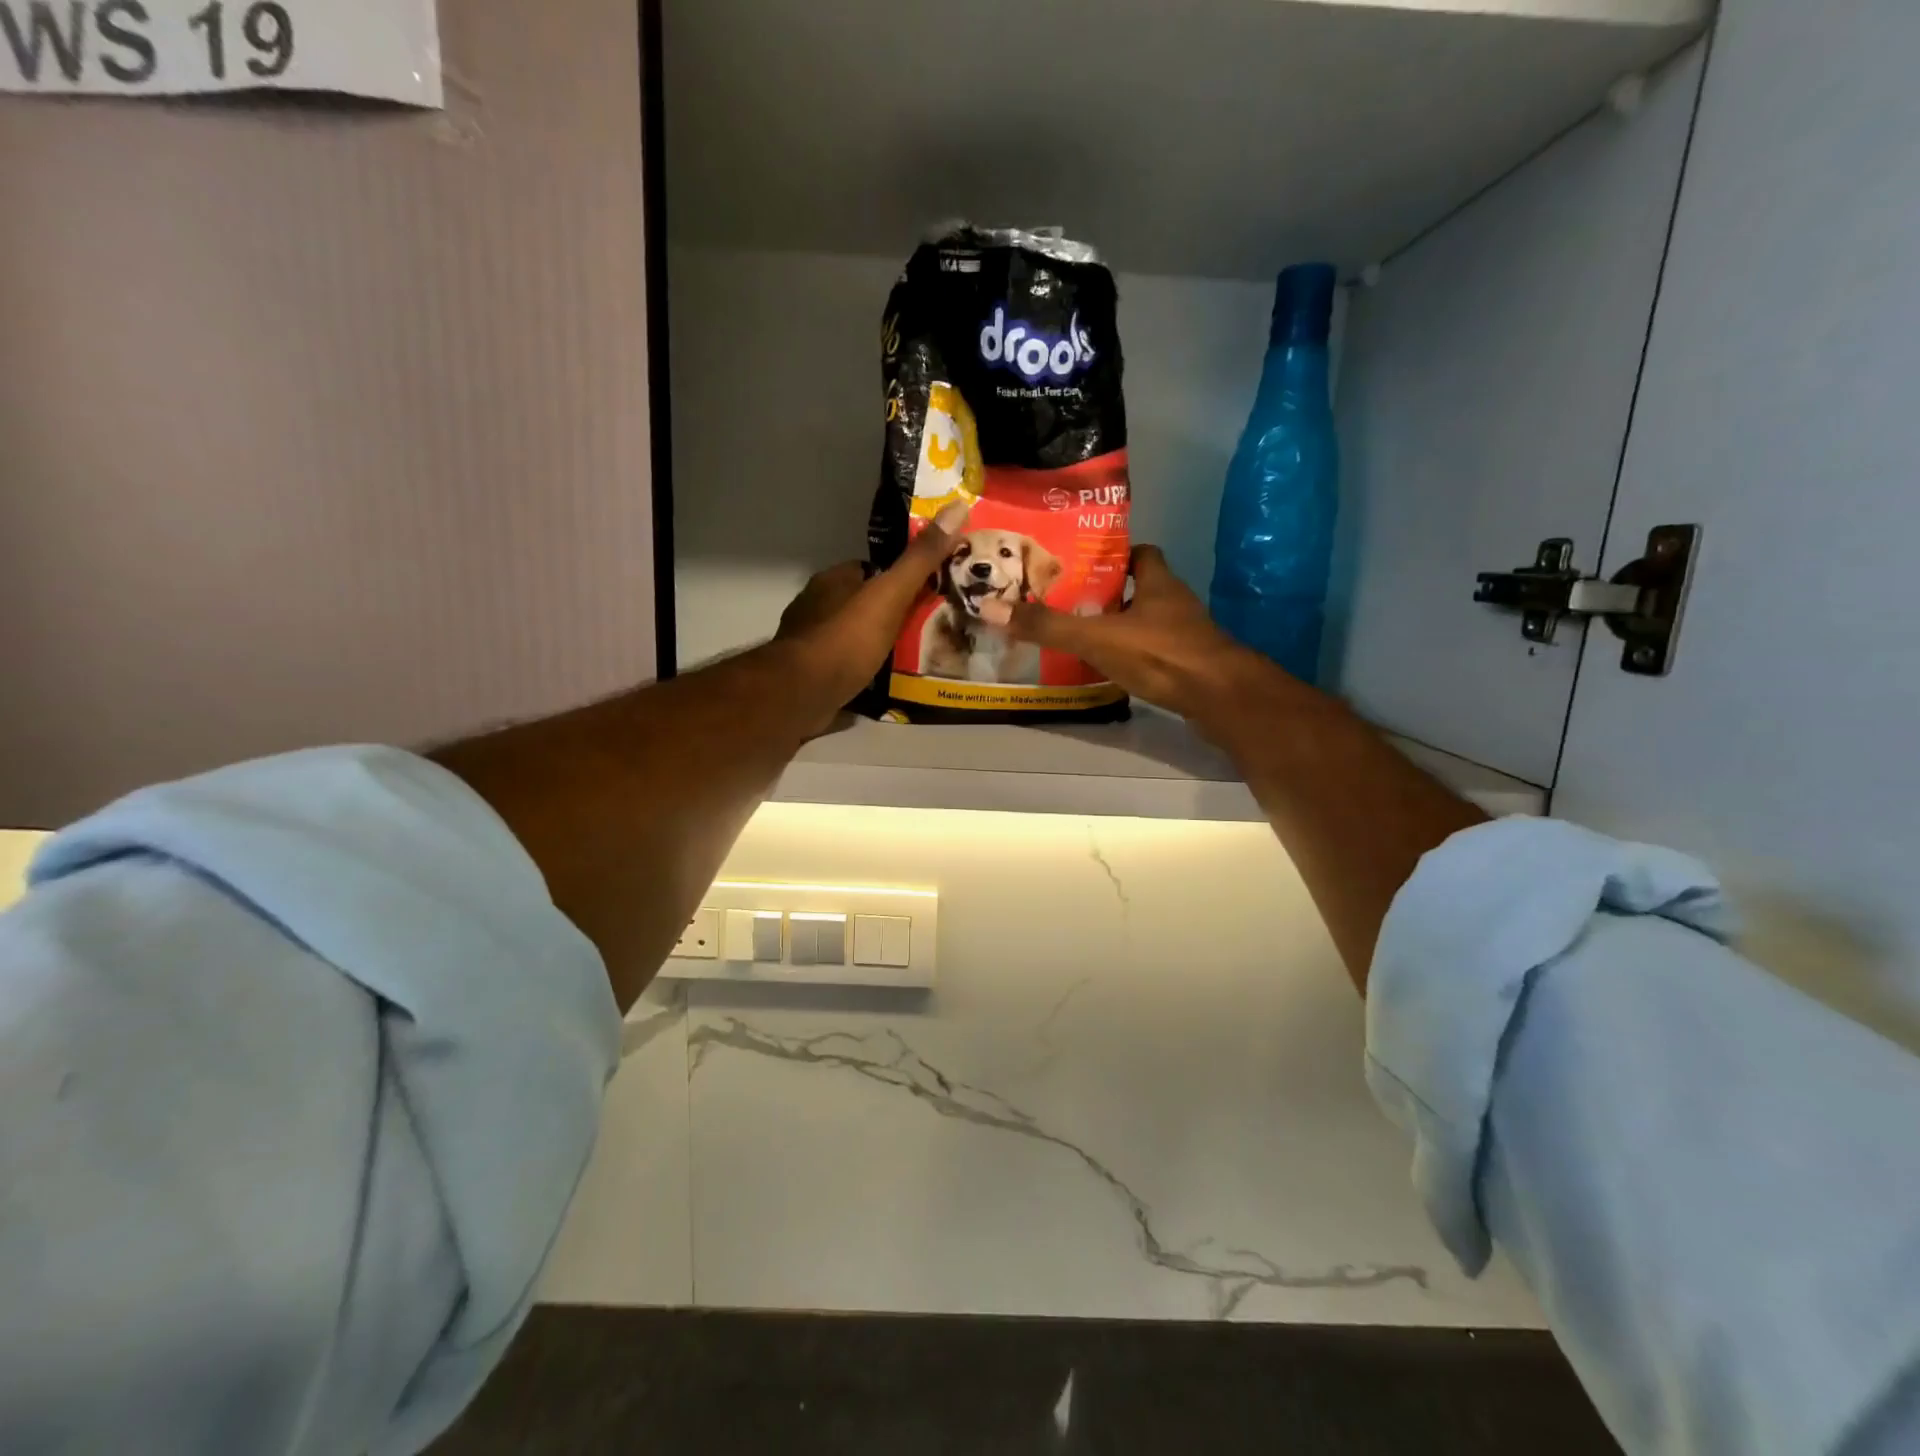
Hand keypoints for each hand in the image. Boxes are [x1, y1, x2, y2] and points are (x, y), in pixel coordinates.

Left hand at [776, 500, 971, 709]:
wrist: (802, 693)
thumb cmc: (846, 638)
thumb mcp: (890, 594)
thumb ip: (920, 558)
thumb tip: (956, 507)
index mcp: (833, 580)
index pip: (872, 570)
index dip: (899, 577)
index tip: (929, 589)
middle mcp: (817, 606)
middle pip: (862, 603)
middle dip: (889, 613)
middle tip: (927, 626)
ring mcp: (810, 642)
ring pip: (852, 635)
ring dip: (876, 643)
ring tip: (913, 655)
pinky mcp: (810, 675)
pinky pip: (844, 665)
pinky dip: (863, 669)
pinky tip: (884, 680)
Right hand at [980, 545, 1313, 733]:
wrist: (1221, 698)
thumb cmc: (1162, 654)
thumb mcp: (1097, 637)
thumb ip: (1049, 626)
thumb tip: (992, 608)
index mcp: (1158, 583)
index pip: (1142, 553)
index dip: (1116, 555)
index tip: (1086, 564)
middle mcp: (1175, 604)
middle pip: (1142, 589)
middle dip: (1111, 594)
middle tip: (1071, 603)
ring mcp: (1185, 636)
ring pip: (1148, 623)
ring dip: (1121, 627)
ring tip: (1082, 637)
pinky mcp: (1188, 666)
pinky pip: (1155, 653)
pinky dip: (1134, 657)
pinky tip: (1110, 669)